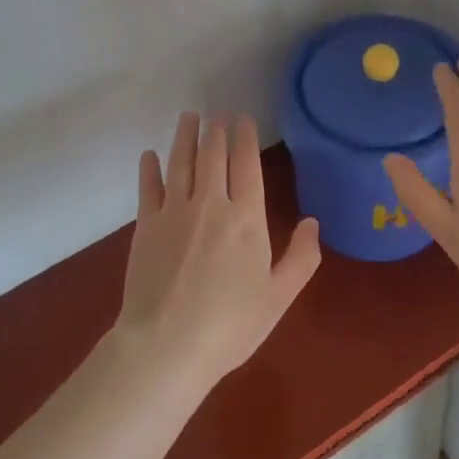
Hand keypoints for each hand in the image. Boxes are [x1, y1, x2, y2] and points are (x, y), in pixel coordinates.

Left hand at [118, 112, 320, 387]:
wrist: (167, 344)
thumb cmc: (230, 324)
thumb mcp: (278, 296)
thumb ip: (301, 257)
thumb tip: (312, 222)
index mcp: (247, 218)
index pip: (247, 164)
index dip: (245, 137)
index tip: (242, 118)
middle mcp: (210, 203)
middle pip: (213, 156)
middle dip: (217, 130)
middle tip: (218, 113)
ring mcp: (174, 211)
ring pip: (181, 162)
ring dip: (185, 137)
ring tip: (189, 117)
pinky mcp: (145, 226)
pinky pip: (149, 187)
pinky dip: (150, 168)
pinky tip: (150, 155)